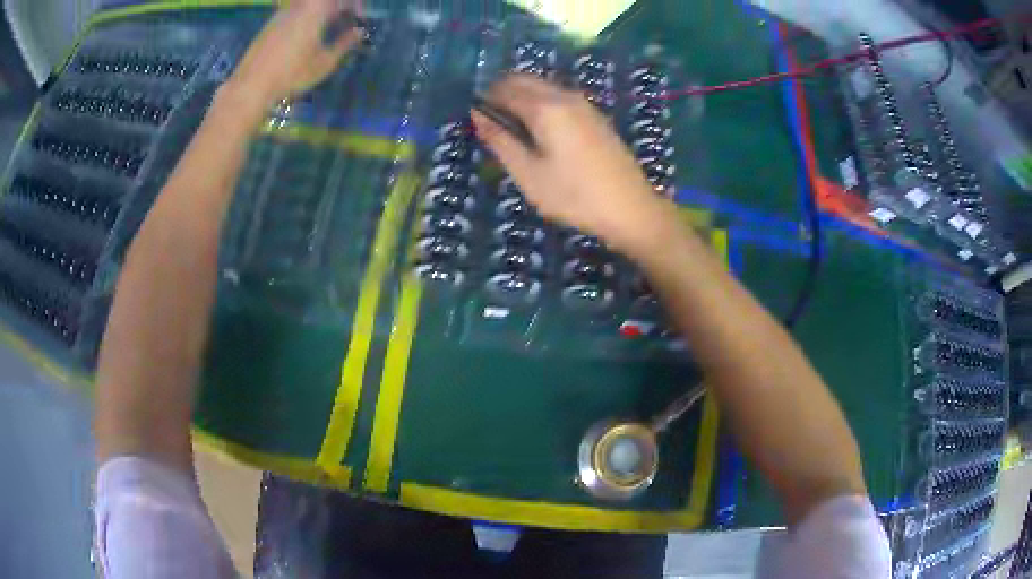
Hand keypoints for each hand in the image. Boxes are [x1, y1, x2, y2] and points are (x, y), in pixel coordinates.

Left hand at [229, 0, 364, 106]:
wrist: (251, 85)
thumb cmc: (291, 74)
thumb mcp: (324, 62)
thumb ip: (344, 44)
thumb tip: (359, 32)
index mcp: (316, 9)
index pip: (343, 0)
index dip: (355, 6)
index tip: (359, 20)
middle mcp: (299, 6)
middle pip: (324, 1)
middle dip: (338, 8)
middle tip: (345, 21)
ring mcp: (282, 13)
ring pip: (308, 6)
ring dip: (322, 12)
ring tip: (327, 29)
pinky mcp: (270, 24)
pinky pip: (295, 12)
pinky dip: (306, 18)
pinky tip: (306, 36)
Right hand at [472, 75, 675, 257]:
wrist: (631, 208)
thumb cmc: (574, 195)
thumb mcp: (528, 174)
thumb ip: (500, 141)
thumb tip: (477, 115)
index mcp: (545, 108)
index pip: (504, 89)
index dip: (484, 99)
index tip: (473, 118)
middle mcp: (564, 96)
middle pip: (524, 79)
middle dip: (502, 92)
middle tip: (491, 122)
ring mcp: (584, 104)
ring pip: (542, 86)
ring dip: (522, 97)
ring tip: (513, 129)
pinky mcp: (595, 116)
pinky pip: (559, 97)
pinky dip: (541, 104)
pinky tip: (541, 132)